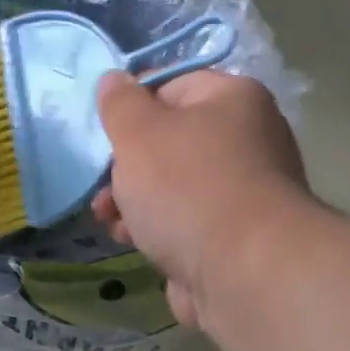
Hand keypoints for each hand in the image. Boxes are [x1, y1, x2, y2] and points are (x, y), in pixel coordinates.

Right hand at [92, 70, 316, 327]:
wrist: (243, 272)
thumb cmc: (187, 188)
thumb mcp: (139, 134)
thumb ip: (120, 104)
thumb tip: (113, 78)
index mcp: (232, 100)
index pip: (171, 87)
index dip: (131, 109)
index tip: (104, 135)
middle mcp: (247, 140)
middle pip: (169, 143)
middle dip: (126, 167)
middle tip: (102, 187)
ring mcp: (243, 193)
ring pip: (173, 188)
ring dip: (134, 203)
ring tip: (109, 221)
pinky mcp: (235, 238)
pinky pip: (185, 223)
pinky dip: (157, 230)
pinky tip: (133, 243)